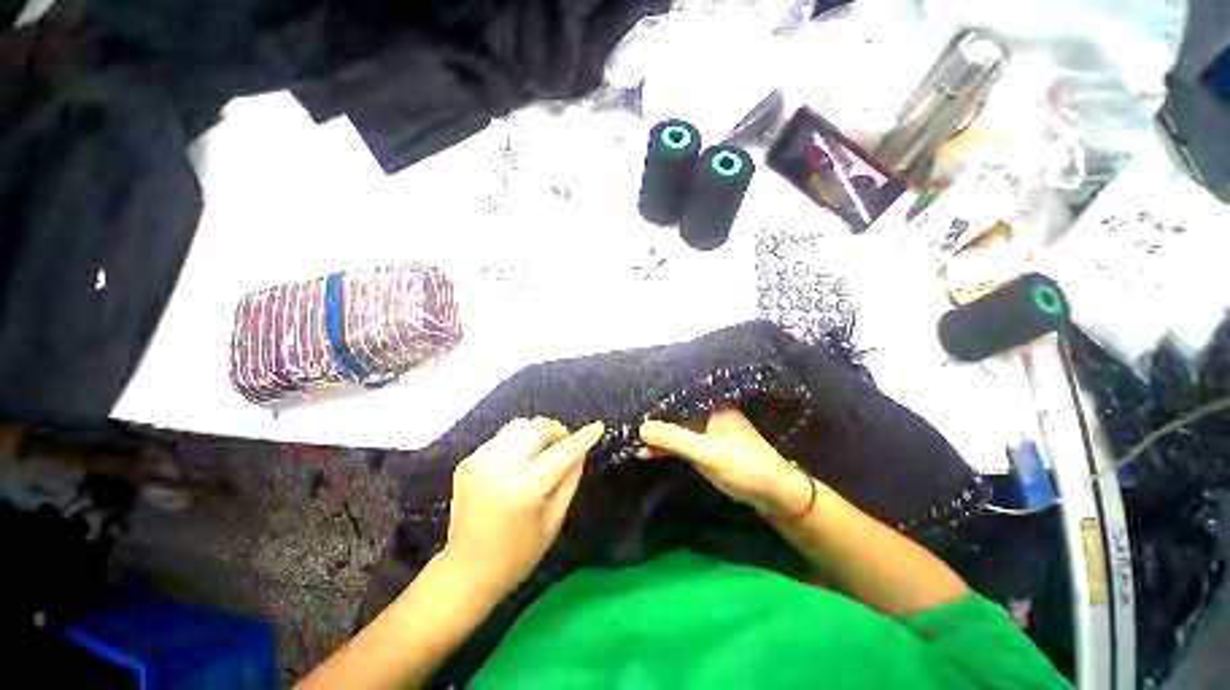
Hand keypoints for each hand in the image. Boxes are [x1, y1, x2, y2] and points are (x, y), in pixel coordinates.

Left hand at [445, 417, 604, 594]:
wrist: (466, 571)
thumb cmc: (518, 554)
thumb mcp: (554, 519)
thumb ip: (570, 479)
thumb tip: (582, 450)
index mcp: (524, 487)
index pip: (562, 452)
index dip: (583, 437)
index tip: (598, 427)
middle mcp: (500, 466)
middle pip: (537, 427)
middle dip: (557, 431)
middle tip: (564, 446)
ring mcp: (479, 461)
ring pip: (519, 425)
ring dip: (536, 433)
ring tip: (542, 452)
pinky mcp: (468, 461)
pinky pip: (502, 438)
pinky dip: (517, 443)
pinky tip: (518, 463)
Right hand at [640, 408, 810, 515]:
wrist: (773, 493)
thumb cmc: (742, 466)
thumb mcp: (705, 452)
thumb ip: (674, 439)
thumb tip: (641, 427)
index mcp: (711, 405)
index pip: (676, 397)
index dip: (653, 403)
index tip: (631, 408)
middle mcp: (707, 411)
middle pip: (674, 411)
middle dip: (652, 419)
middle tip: (626, 426)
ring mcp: (706, 428)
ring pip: (676, 426)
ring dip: (657, 434)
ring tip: (632, 440)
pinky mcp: (706, 444)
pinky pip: (681, 439)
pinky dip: (667, 446)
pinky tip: (649, 452)